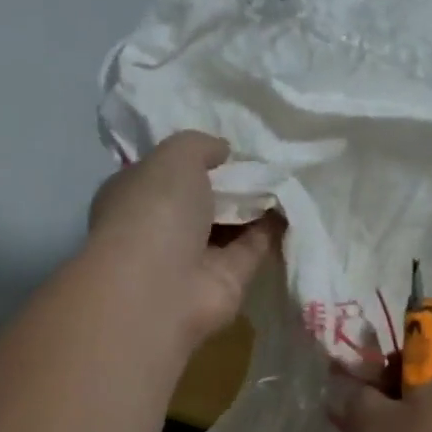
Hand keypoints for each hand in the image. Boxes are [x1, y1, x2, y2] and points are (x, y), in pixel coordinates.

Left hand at [87, 131, 281, 348]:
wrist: (160, 287)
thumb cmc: (154, 210)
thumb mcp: (174, 156)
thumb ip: (200, 145)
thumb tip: (223, 150)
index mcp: (135, 195)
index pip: (165, 171)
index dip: (196, 157)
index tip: (228, 143)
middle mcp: (162, 226)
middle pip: (202, 198)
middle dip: (231, 180)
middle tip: (267, 156)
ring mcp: (194, 257)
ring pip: (230, 223)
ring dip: (255, 202)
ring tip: (288, 174)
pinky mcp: (227, 280)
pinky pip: (253, 247)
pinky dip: (273, 228)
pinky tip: (295, 205)